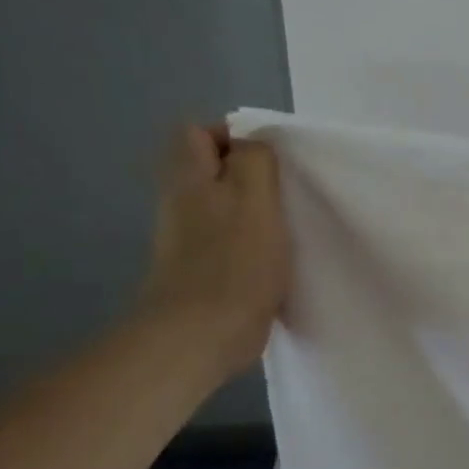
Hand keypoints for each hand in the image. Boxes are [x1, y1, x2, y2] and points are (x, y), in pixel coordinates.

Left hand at [138, 123, 290, 378]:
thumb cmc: (234, 261)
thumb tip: (253, 146)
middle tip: (285, 195)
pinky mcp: (203, 272)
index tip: (274, 161)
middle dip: (251, 178)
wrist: (202, 335)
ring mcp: (188, 241)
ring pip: (224, 209)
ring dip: (256, 214)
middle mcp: (180, 203)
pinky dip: (253, 247)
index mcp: (189, 178)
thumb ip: (255, 160)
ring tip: (288, 228)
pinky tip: (276, 262)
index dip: (236, 138)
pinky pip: (230, 244)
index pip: (200, 133)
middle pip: (214, 172)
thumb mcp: (254, 196)